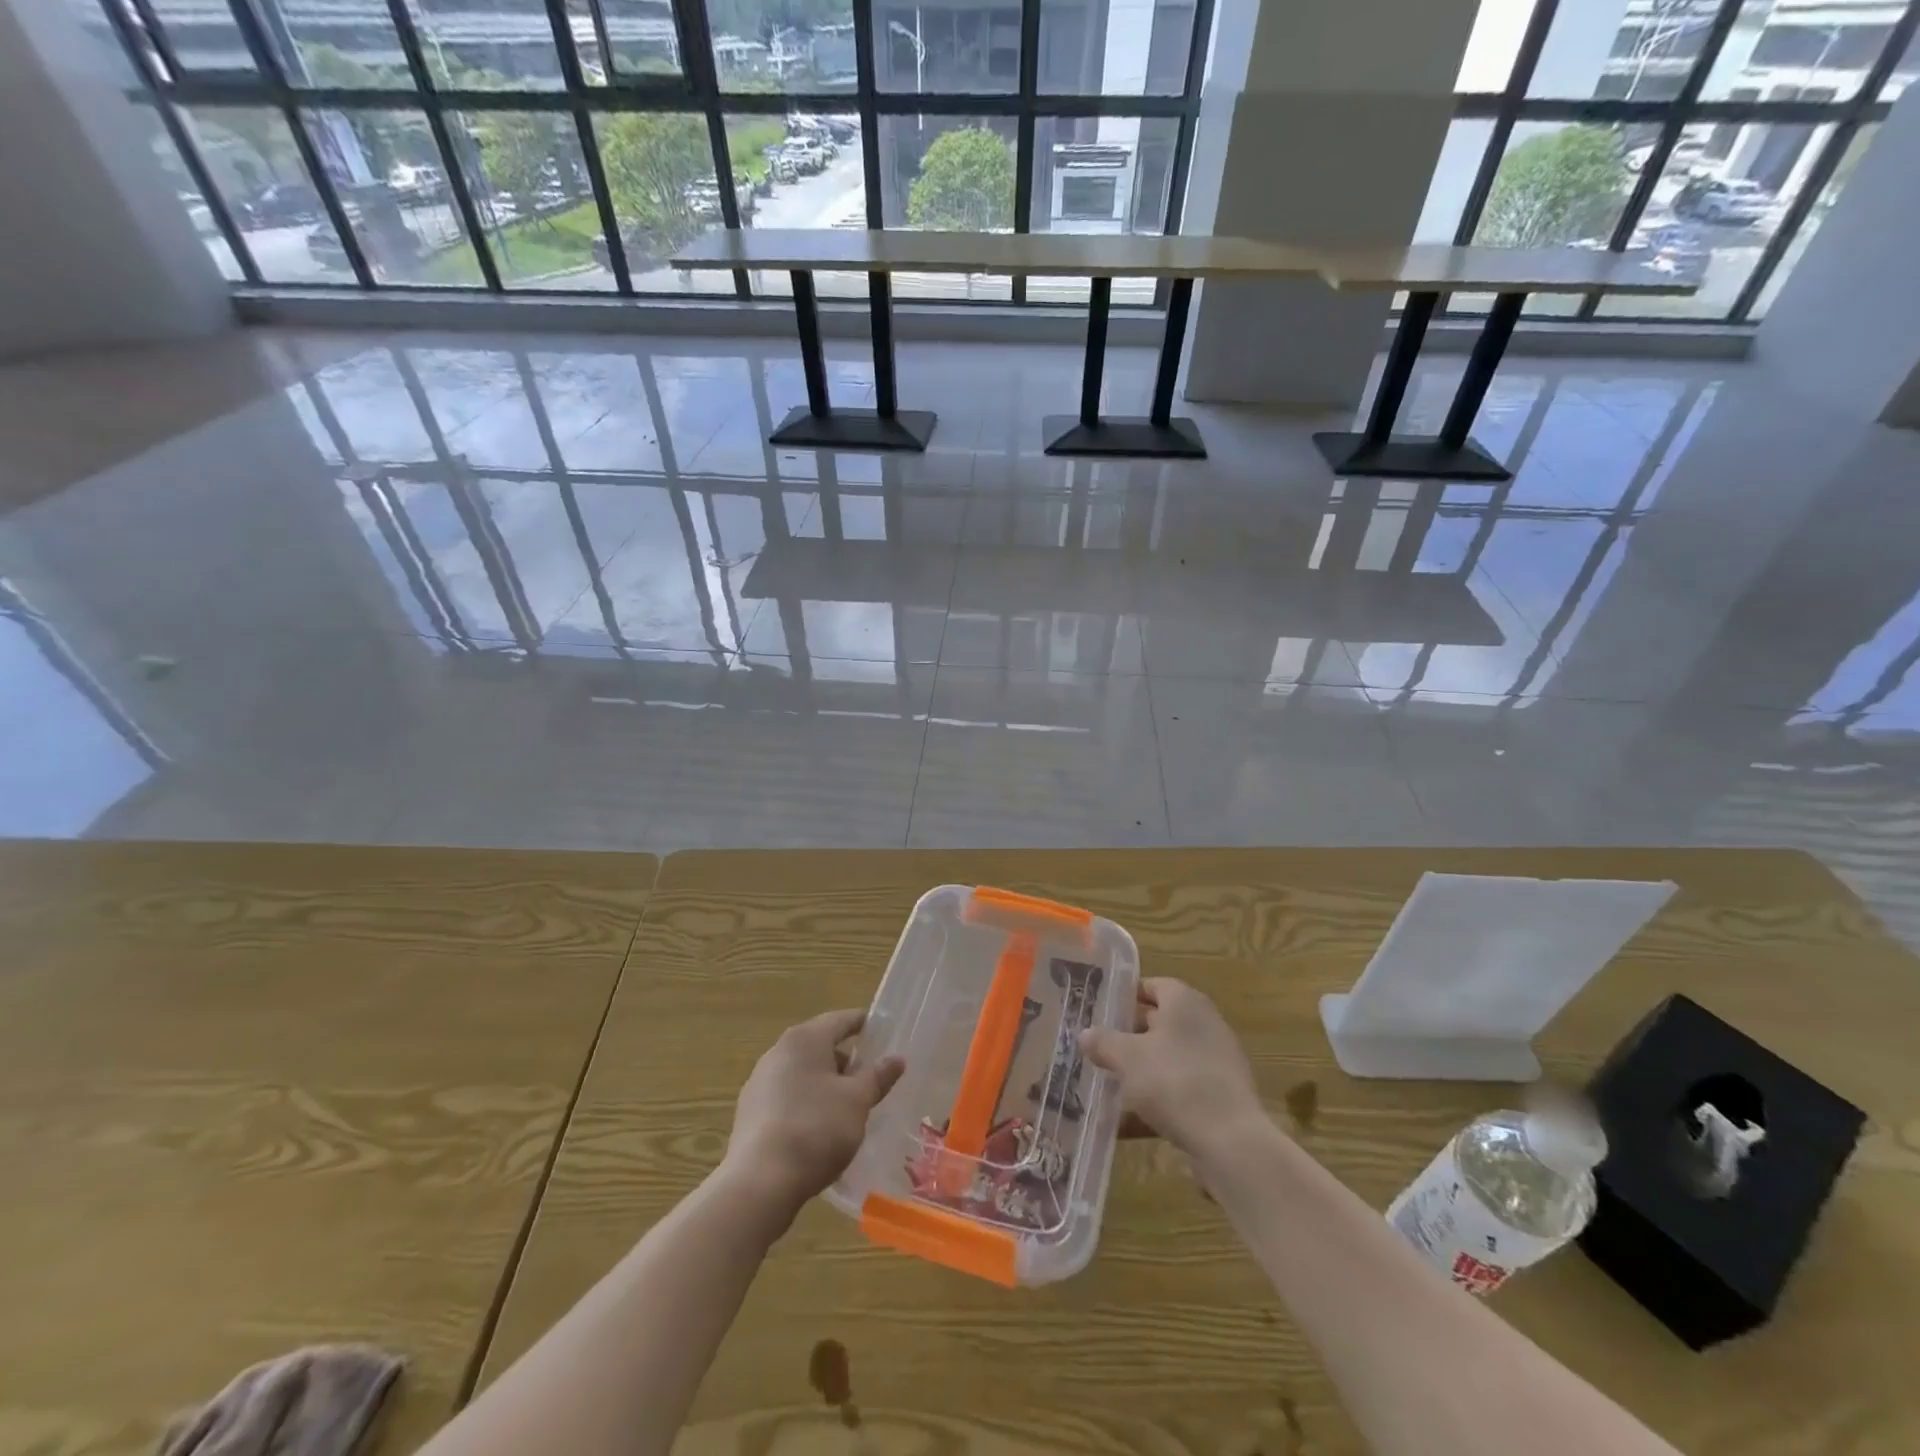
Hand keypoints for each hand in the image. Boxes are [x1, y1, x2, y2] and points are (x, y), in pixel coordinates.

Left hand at [720, 1009, 903, 1227]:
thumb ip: (878, 1076)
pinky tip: (819, 1130)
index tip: (883, 1033)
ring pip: (802, 1073)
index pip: (840, 1020)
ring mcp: (759, 1083)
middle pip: (819, 1046)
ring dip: (825, 1085)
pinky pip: (786, 1098)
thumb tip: (897, 1059)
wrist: (760, 1183)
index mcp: (804, 1039)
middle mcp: (778, 1052)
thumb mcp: (857, 1101)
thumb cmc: (816, 1128)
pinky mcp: (750, 1114)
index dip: (863, 1024)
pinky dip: (806, 1104)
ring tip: (848, 1108)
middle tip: (870, 1079)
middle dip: (845, 1061)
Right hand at [1079, 978, 1262, 1166]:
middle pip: (1160, 1022)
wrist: (1230, 1141)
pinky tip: (1129, 1122)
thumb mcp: (1127, 1058)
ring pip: (1169, 1058)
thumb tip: (1085, 1034)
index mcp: (1185, 1002)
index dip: (1126, 996)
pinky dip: (1157, 1100)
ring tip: (1109, 1085)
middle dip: (1129, 1035)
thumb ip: (1103, 1042)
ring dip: (1141, 1070)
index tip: (1101, 1011)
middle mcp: (1205, 1023)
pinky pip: (1180, 1089)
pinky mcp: (1221, 1096)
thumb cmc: (1174, 1081)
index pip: (1152, 986)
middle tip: (1099, 1047)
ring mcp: (1216, 1061)